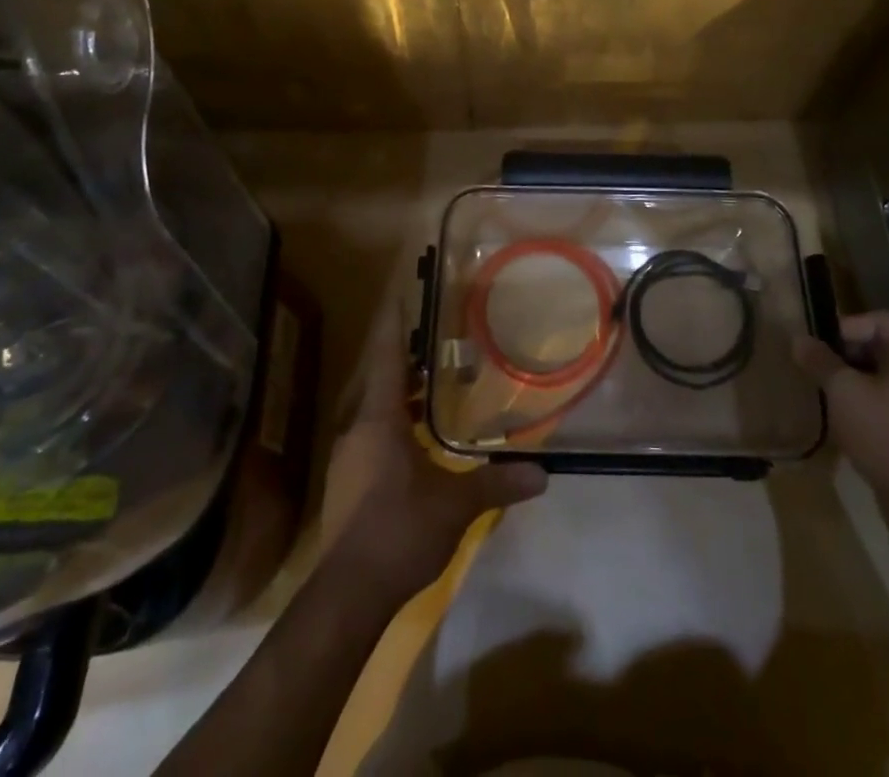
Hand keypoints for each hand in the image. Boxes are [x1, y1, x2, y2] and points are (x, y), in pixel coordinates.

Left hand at [319, 300, 547, 600]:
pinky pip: (368, 433)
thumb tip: (543, 473)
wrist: (347, 595)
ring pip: (371, 408)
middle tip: (432, 343)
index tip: (398, 293)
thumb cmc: (399, 530)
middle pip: (376, 378)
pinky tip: (416, 440)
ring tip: (431, 388)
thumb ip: (497, 484)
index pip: (384, 356)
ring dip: (397, 394)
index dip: (391, 323)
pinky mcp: (345, 482)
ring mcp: (346, 456)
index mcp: (379, 419)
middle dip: (401, 358)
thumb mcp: (455, 506)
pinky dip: (391, 423)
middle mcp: (356, 428)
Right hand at [793, 310, 888, 501]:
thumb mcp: (843, 391)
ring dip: (857, 374)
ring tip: (830, 388)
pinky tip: (849, 410)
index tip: (821, 347)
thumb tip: (798, 339)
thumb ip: (819, 360)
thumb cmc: (884, 433)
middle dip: (848, 352)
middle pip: (884, 343)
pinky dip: (872, 393)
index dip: (846, 327)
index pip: (880, 320)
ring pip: (887, 369)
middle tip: (821, 366)